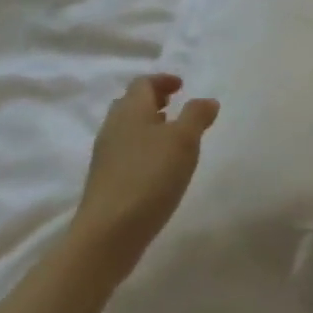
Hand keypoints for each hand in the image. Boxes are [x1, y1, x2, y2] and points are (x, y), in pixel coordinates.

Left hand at [70, 74, 218, 282]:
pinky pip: (126, 152)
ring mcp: (106, 155)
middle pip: (131, 104)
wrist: (109, 232)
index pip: (143, 83)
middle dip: (153, 101)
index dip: (163, 80)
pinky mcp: (105, 180)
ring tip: (172, 137)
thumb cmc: (150, 177)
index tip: (182, 86)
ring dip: (148, 125)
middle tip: (175, 106)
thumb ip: (197, 116)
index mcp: (131, 110)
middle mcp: (113, 127)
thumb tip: (206, 101)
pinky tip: (159, 167)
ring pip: (127, 129)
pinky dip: (143, 148)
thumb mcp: (183, 141)